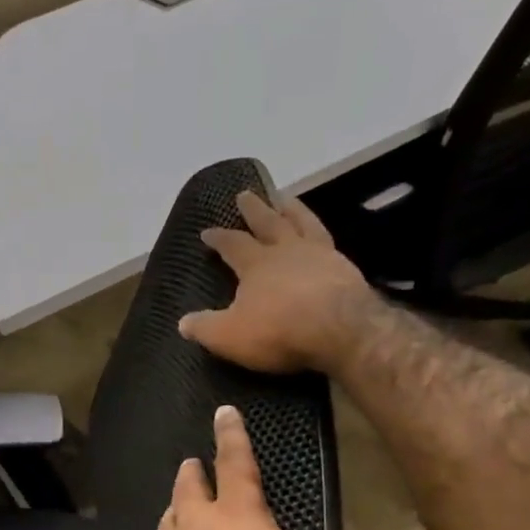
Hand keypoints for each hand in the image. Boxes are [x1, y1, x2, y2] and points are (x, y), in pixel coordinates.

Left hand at [136, 405, 383, 529]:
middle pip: (189, 487)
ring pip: (169, 518)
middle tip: (192, 461)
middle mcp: (196, 527)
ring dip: (175, 505)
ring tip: (178, 504)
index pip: (235, 463)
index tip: (223, 411)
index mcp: (237, 516)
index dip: (232, 435)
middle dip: (193, 470)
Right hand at [177, 190, 376, 374]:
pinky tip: (321, 237)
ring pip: (303, 223)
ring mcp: (321, 256)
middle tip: (247, 193)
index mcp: (256, 264)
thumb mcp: (229, 336)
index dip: (218, 238)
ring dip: (292, 210)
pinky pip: (328, 241)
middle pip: (269, 222)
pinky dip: (320, 233)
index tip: (207, 231)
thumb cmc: (279, 330)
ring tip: (287, 199)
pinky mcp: (346, 268)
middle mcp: (287, 251)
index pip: (232, 244)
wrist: (342, 330)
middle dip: (255, 209)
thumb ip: (205, 328)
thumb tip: (182, 323)